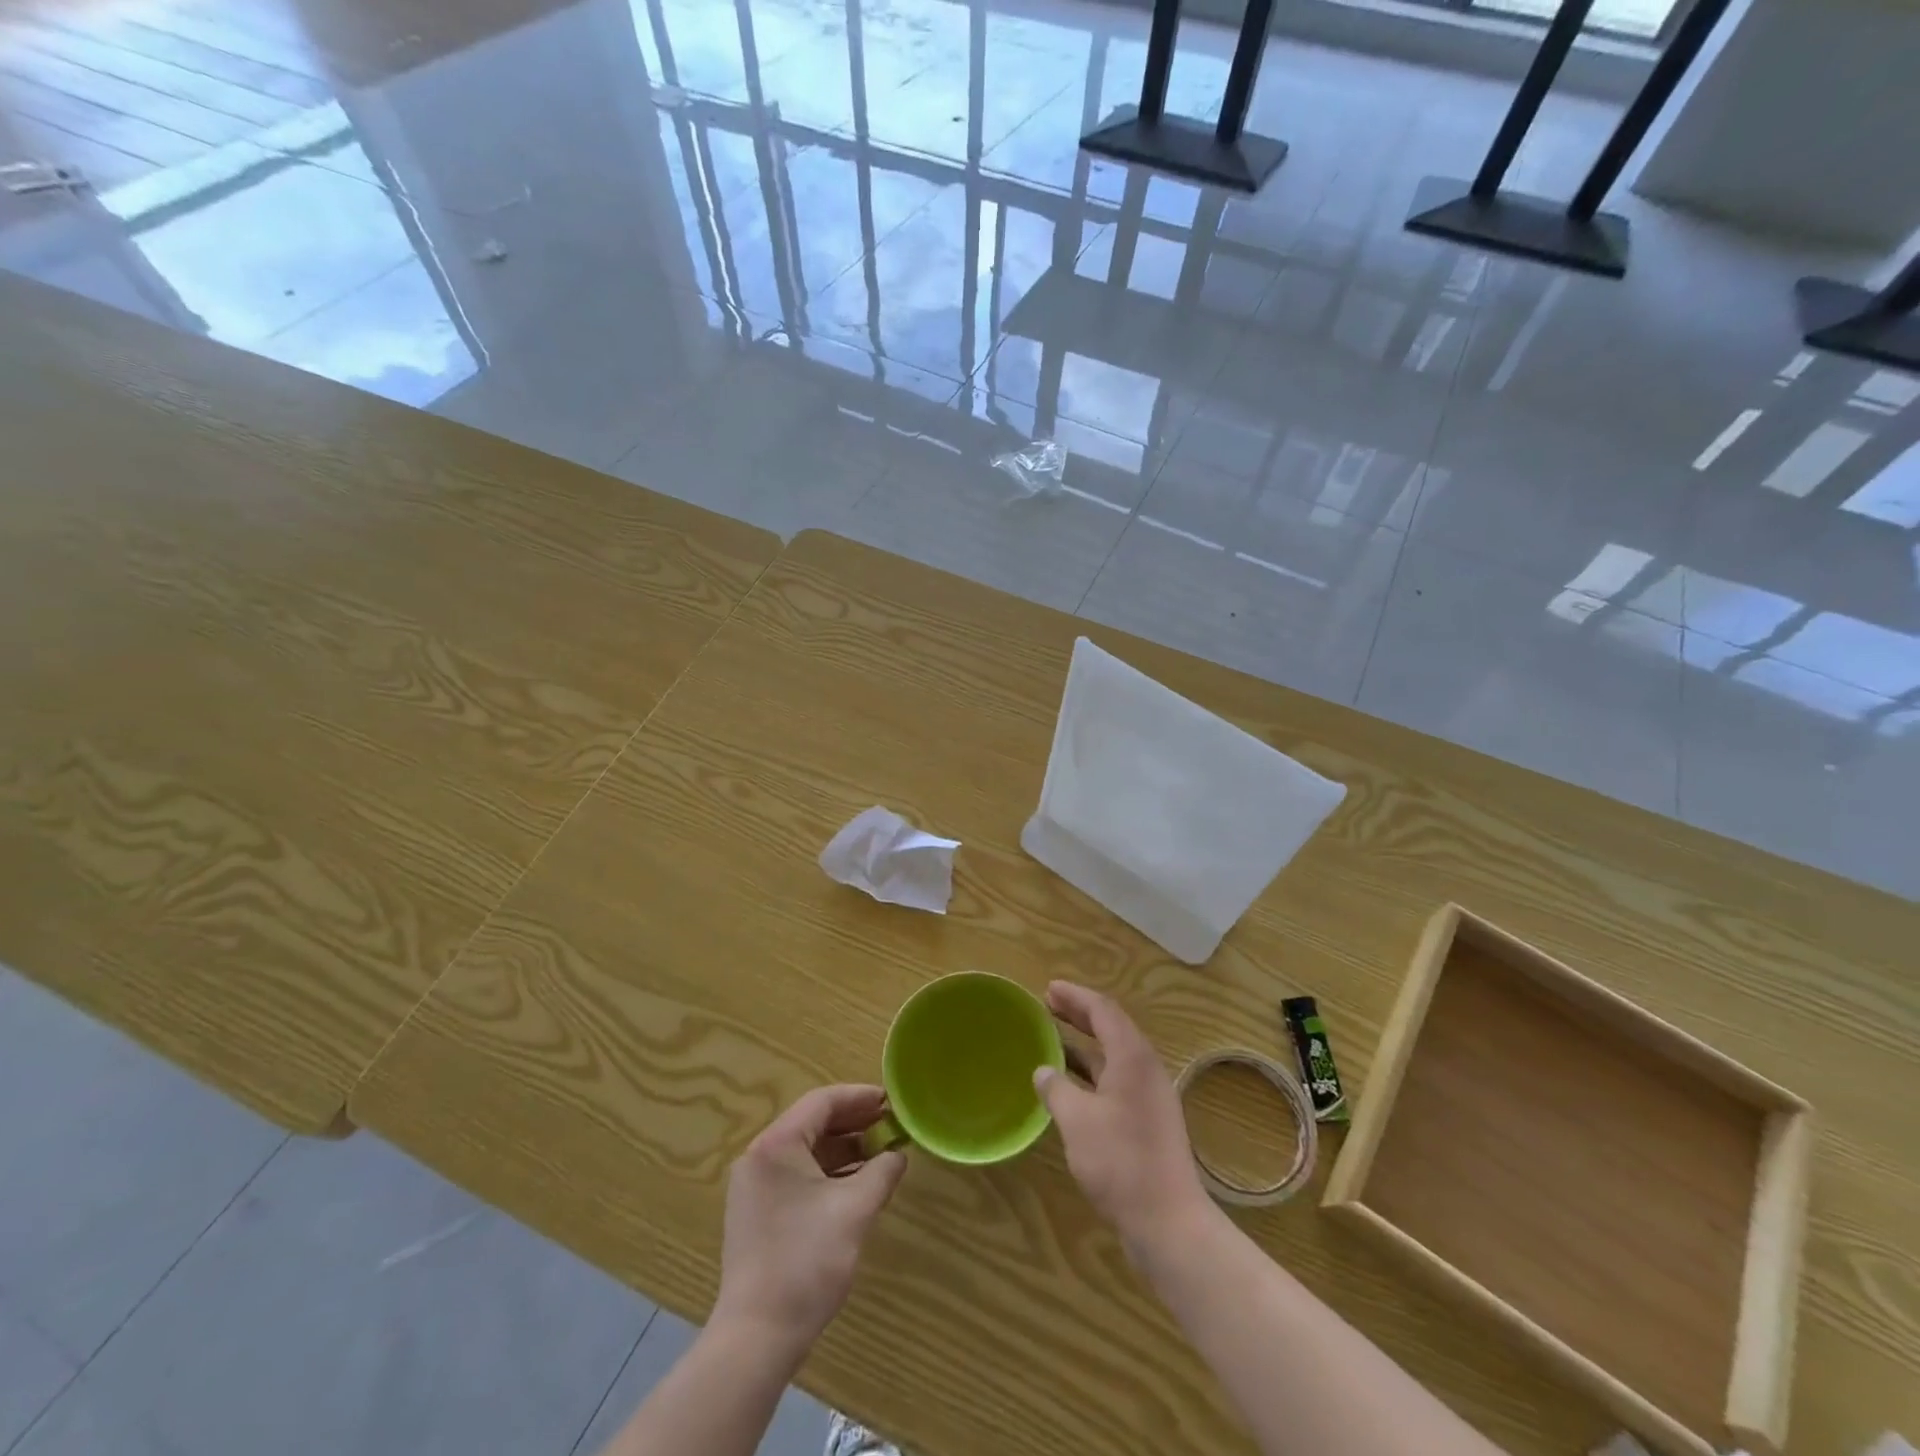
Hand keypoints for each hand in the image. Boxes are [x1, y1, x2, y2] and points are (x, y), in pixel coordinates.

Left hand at [713, 1085, 906, 1352]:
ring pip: (806, 1151)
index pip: (822, 1101)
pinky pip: (797, 1175)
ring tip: (881, 1154)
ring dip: (843, 1149)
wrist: (757, 1337)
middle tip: (891, 1125)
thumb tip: (898, 1155)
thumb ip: (881, 1172)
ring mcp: (755, 1186)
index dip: (860, 1097)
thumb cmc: (806, 1262)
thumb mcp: (854, 1210)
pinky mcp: (757, 1213)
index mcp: (776, 1144)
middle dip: (854, 1123)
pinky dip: (828, 1173)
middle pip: (812, 1123)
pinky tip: (856, 1184)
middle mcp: (760, 1156)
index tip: (892, 1101)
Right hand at [1034, 982, 1211, 1261]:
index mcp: (1132, 1057)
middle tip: (1049, 1004)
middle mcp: (1145, 1069)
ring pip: (1114, 1056)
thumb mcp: (1077, 1120)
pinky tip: (1070, 1085)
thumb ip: (1057, 1089)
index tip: (1049, 988)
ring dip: (1084, 1044)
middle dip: (1079, 1014)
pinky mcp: (1148, 1122)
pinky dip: (1092, 1072)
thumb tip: (1043, 1071)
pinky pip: (1116, 1080)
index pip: (1103, 1010)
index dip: (1075, 996)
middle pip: (1111, 1028)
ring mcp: (1150, 1097)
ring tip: (1053, 1039)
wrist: (1168, 1222)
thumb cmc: (1120, 1161)